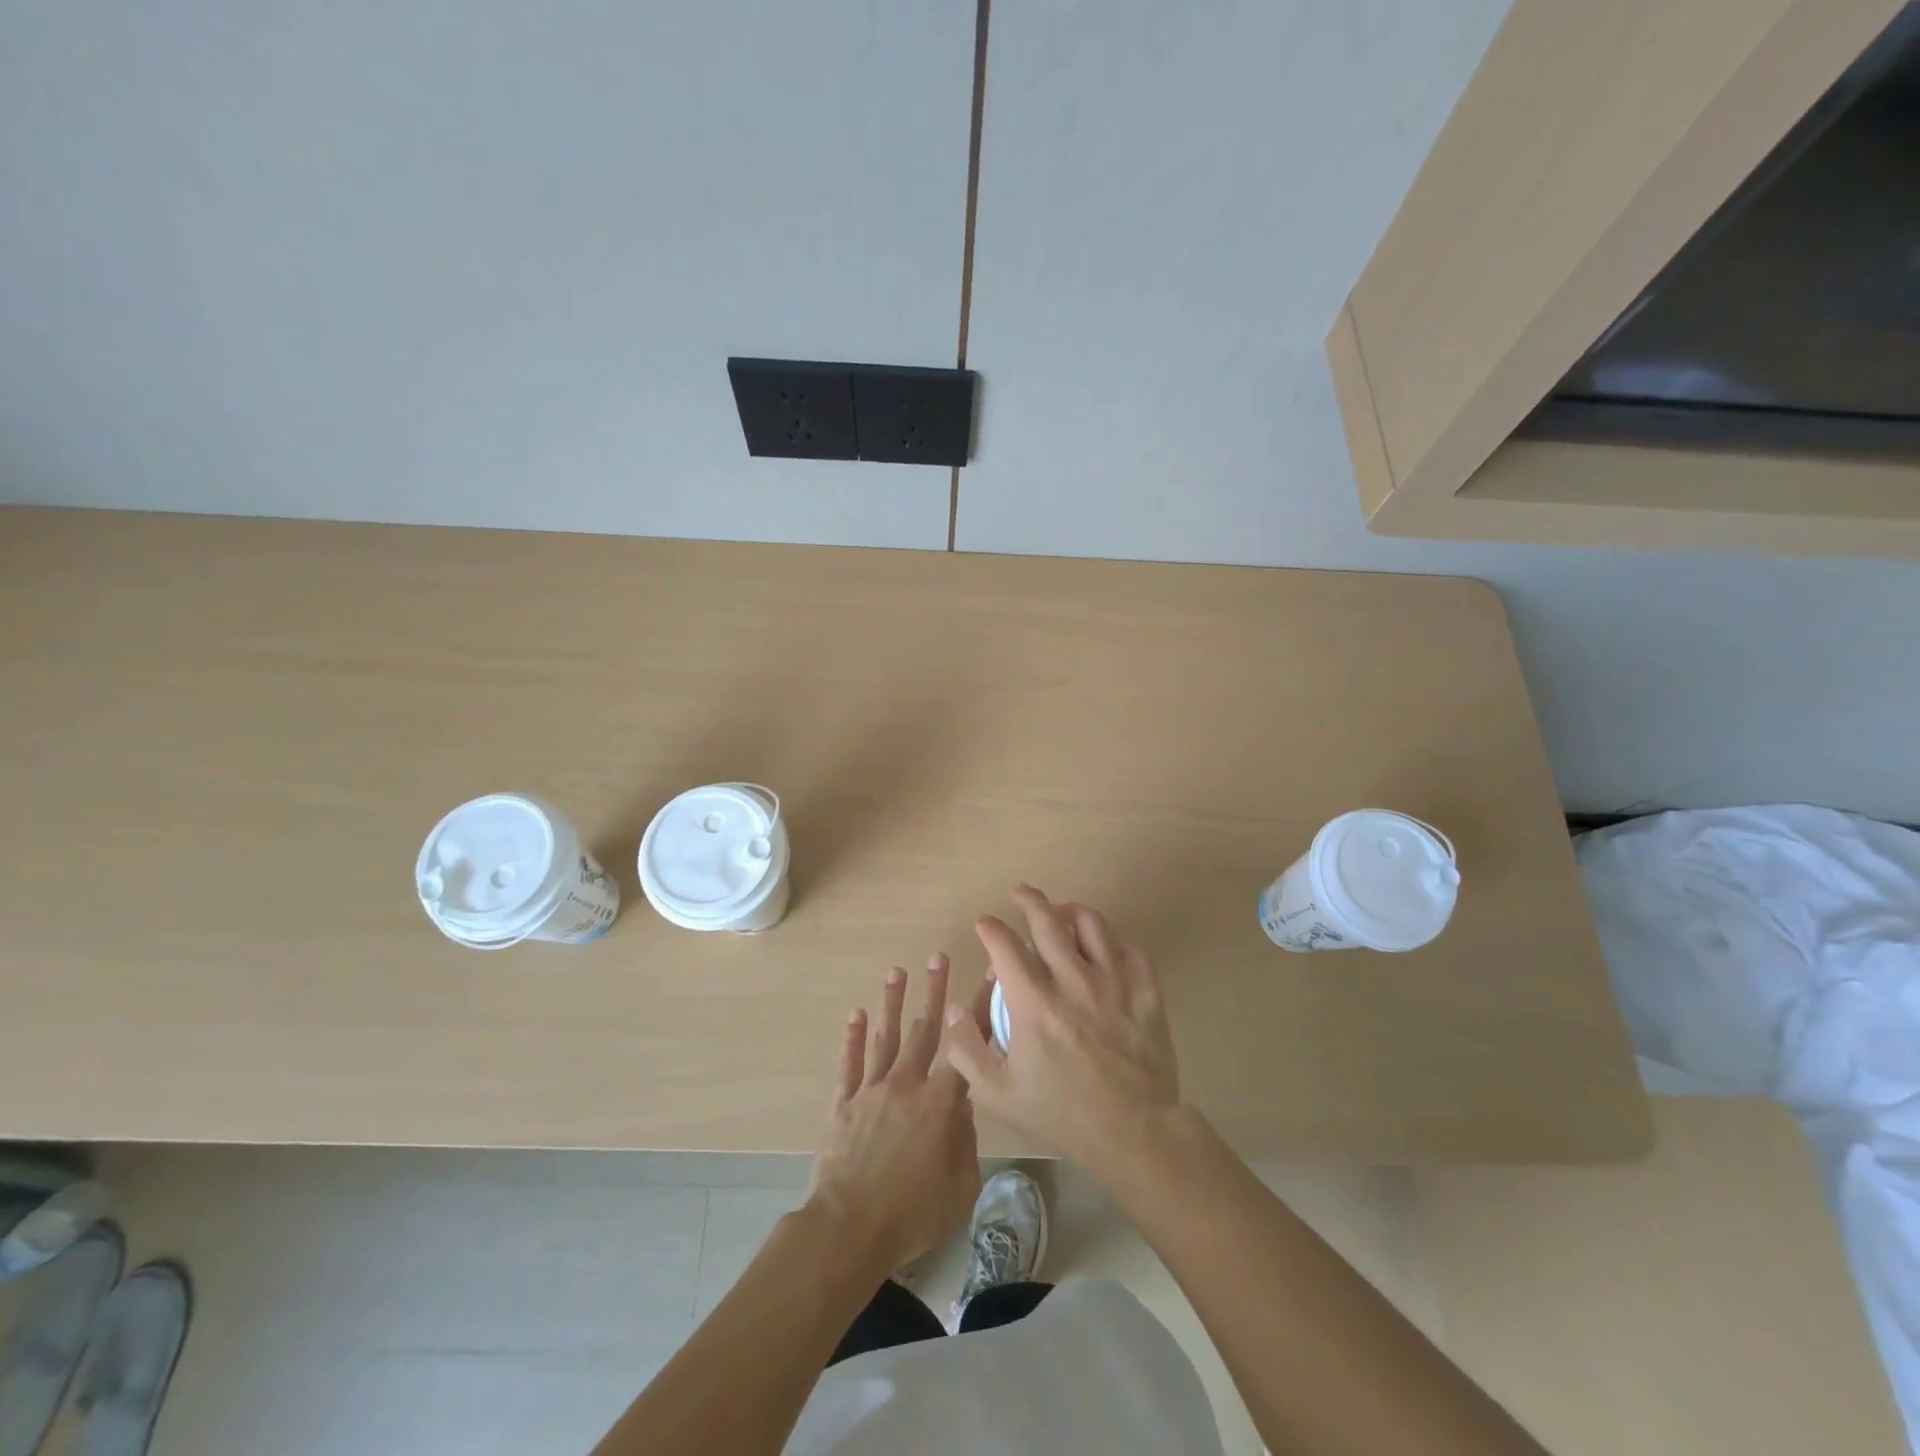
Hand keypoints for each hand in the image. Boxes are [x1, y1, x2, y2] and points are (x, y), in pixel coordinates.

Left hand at [809, 954, 981, 1271]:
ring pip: (884, 1038)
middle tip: (937, 957)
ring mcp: (871, 1090)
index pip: (965, 1047)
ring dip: (891, 1003)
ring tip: (896, 972)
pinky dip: (852, 1038)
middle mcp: (906, 1084)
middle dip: (933, 991)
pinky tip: (855, 1015)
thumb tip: (962, 1106)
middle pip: (923, 1029)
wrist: (850, 1228)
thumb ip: (966, 1140)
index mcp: (940, 1103)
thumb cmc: (913, 1214)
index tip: (988, 976)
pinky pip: (849, 1064)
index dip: (979, 1010)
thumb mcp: (961, 1185)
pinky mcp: (843, 1104)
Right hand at [943, 886, 1180, 1173]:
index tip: (984, 924)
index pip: (1005, 946)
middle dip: (1029, 900)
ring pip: (1092, 925)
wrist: (1134, 1132)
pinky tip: (1105, 946)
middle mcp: (1073, 981)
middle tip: (1020, 892)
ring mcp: (1114, 983)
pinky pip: (1132, 950)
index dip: (990, 928)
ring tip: (1062, 911)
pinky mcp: (1146, 992)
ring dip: (1072, 911)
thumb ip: (967, 1050)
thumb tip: (953, 1009)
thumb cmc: (1062, 1113)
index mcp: (1035, 1002)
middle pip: (1048, 921)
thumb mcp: (999, 1094)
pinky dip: (1115, 941)